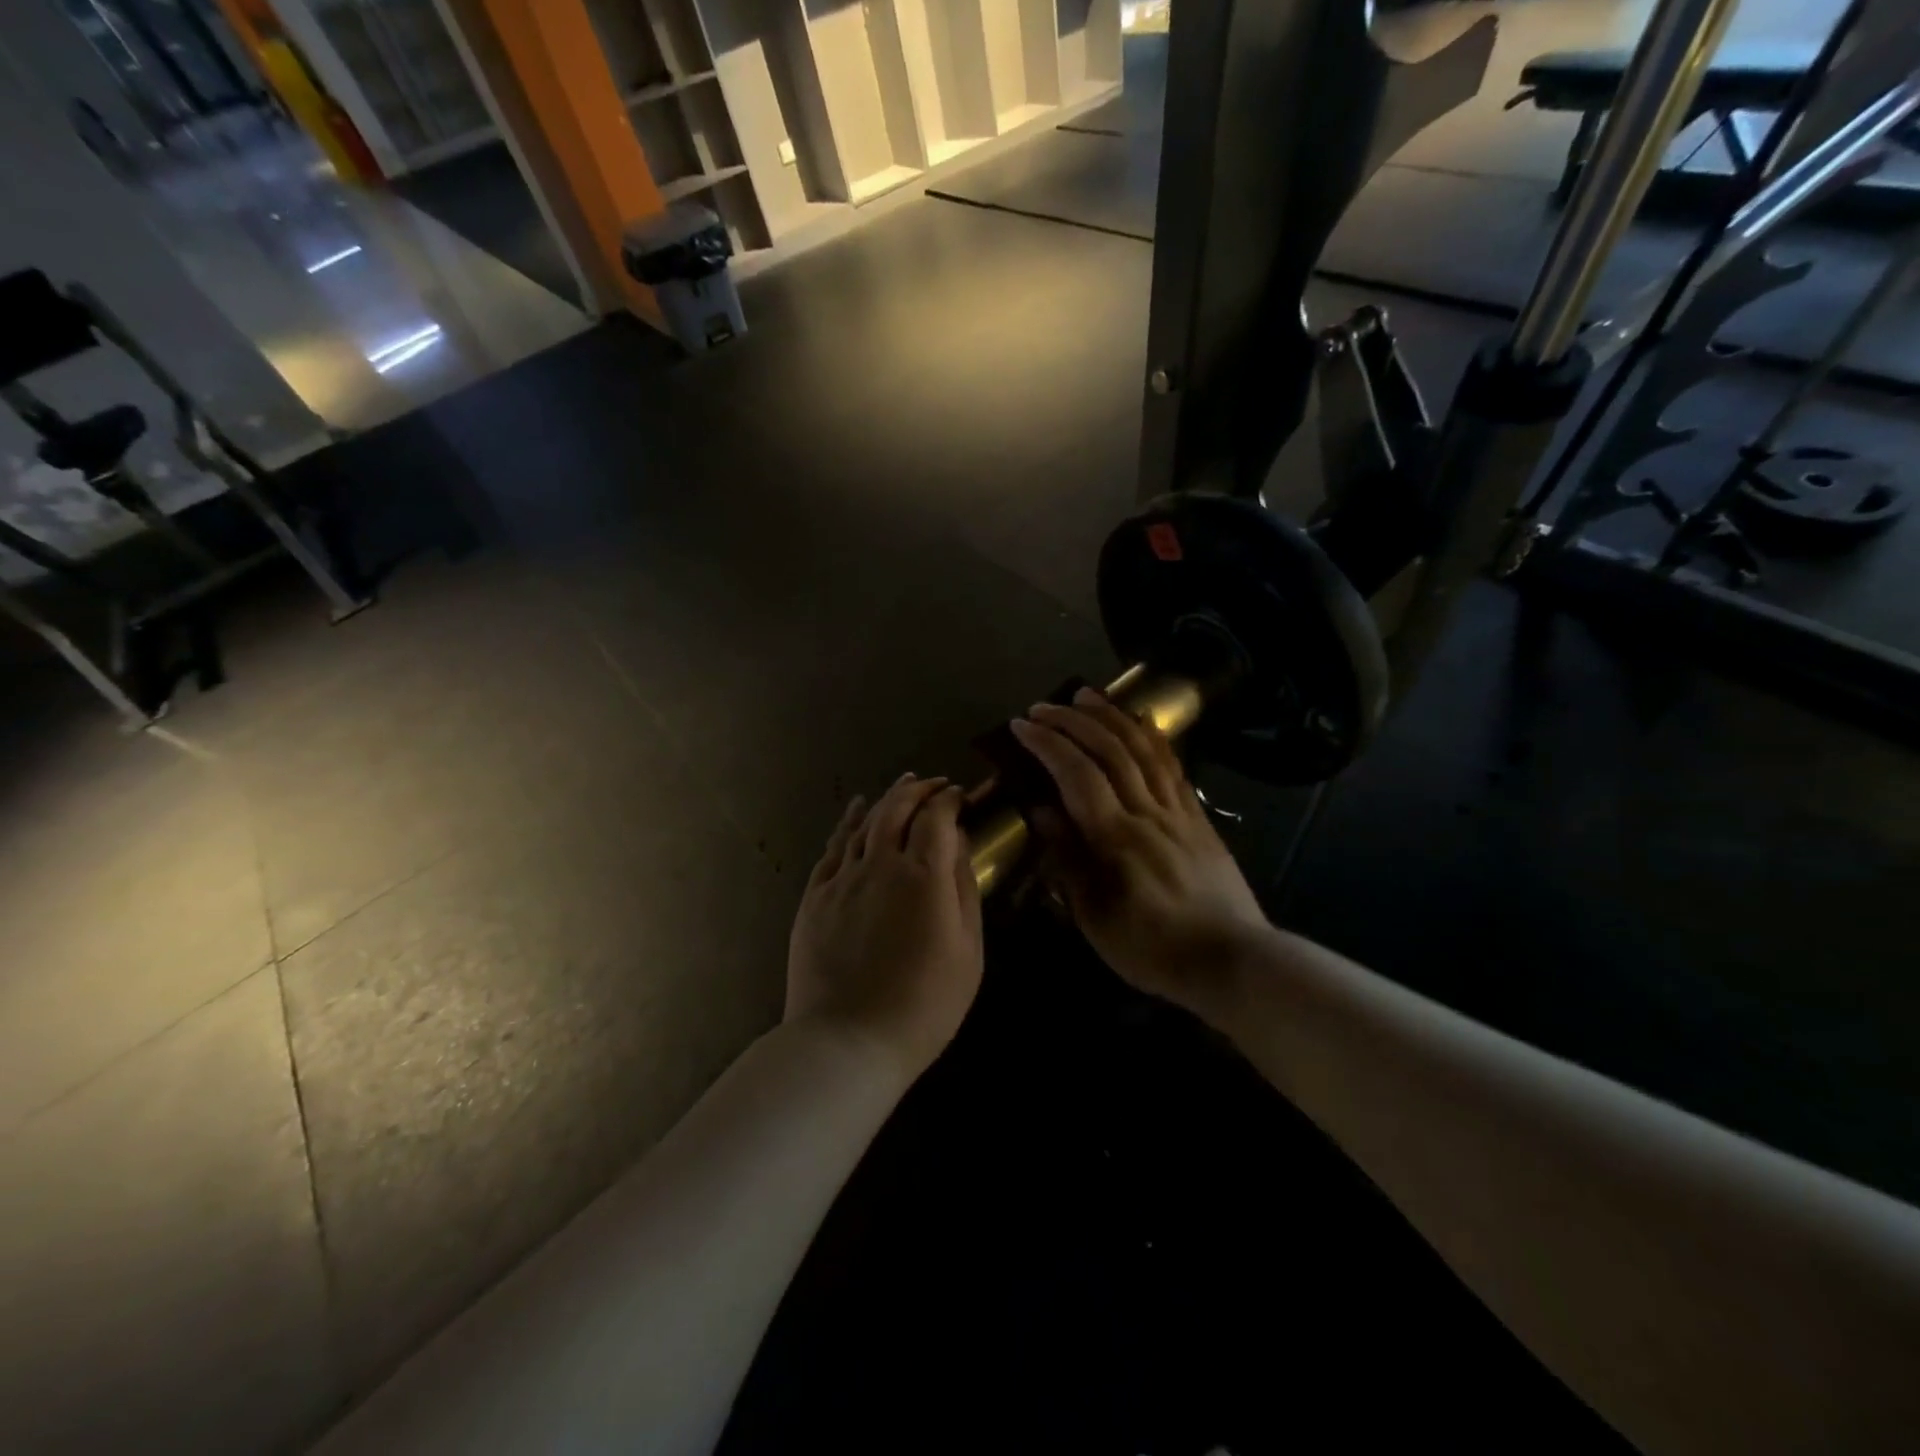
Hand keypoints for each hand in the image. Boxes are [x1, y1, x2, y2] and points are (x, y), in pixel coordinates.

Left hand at [786, 774, 983, 1076]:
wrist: (848, 1042)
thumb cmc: (924, 1004)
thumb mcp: (967, 950)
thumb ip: (963, 888)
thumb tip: (959, 842)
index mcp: (923, 876)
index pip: (937, 818)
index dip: (949, 800)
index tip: (959, 795)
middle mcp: (880, 864)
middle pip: (898, 809)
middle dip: (918, 790)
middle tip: (933, 784)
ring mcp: (842, 879)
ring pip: (866, 822)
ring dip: (887, 799)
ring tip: (902, 785)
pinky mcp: (815, 896)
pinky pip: (834, 847)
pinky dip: (848, 822)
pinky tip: (857, 811)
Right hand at [1010, 688, 1276, 1014]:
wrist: (1232, 961)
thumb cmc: (1153, 948)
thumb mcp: (1095, 917)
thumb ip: (1067, 860)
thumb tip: (1040, 811)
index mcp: (1116, 839)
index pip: (1076, 774)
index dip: (1047, 744)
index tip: (1021, 725)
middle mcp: (1147, 812)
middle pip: (1109, 750)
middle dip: (1073, 721)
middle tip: (1044, 706)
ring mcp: (1178, 811)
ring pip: (1143, 749)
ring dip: (1112, 716)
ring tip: (1087, 696)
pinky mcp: (1198, 817)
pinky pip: (1174, 766)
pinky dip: (1153, 737)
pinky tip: (1141, 722)